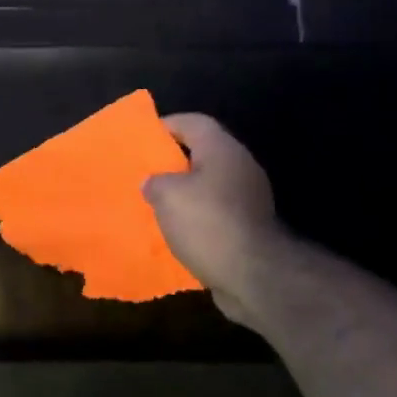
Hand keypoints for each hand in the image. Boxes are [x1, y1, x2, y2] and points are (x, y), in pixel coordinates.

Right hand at [143, 115, 281, 326]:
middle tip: (146, 173)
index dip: (166, 125)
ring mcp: (249, 198)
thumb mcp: (167, 195)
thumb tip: (154, 182)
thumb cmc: (207, 223)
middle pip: (203, 153)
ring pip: (209, 185)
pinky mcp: (250, 226)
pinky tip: (177, 231)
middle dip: (174, 162)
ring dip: (185, 193)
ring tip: (156, 204)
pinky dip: (197, 218)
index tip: (143, 138)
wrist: (253, 275)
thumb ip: (155, 182)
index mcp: (222, 149)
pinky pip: (216, 212)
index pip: (193, 122)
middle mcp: (240, 167)